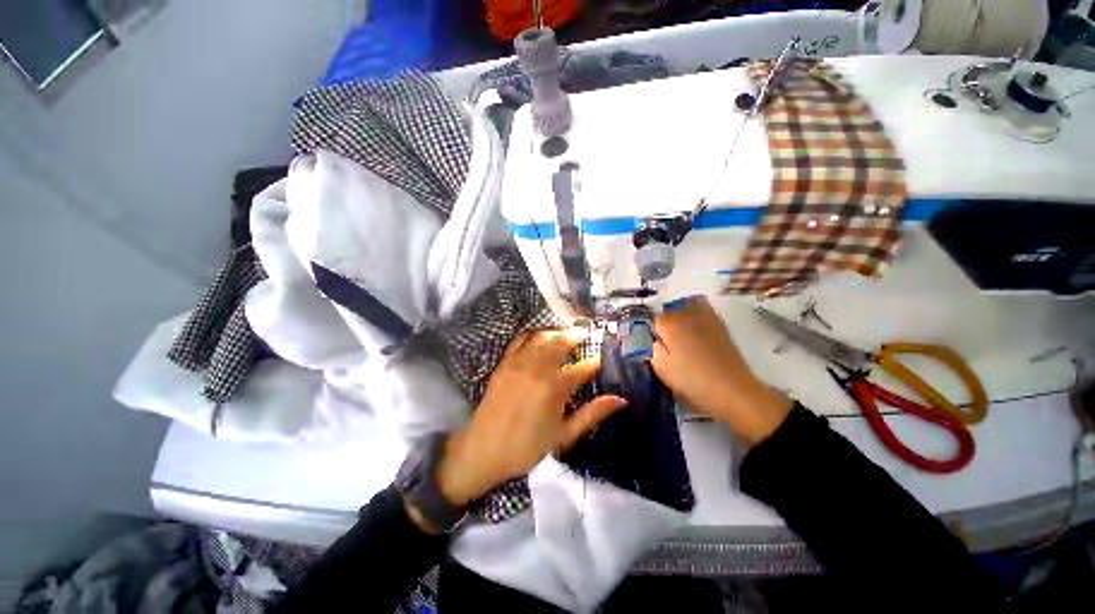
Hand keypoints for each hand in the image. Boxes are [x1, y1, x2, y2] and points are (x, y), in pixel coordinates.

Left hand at [435, 329, 626, 506]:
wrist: (483, 450)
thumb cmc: (527, 447)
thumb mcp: (564, 436)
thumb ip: (592, 415)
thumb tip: (619, 400)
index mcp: (556, 388)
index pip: (583, 368)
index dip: (595, 362)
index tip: (602, 359)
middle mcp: (539, 369)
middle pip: (562, 343)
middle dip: (576, 337)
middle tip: (585, 334)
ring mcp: (519, 363)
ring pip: (542, 338)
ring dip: (557, 332)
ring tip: (565, 333)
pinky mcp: (505, 364)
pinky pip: (519, 340)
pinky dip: (532, 335)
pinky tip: (538, 336)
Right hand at [651, 296, 792, 442]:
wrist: (733, 390)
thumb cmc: (692, 380)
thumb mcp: (662, 369)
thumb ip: (654, 350)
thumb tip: (657, 341)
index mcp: (670, 324)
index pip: (656, 319)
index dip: (656, 333)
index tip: (659, 346)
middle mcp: (687, 315)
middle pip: (672, 311)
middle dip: (669, 323)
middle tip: (671, 342)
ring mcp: (706, 318)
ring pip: (689, 307)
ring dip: (684, 317)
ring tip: (685, 335)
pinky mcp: (721, 325)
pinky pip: (704, 312)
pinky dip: (698, 318)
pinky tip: (699, 335)